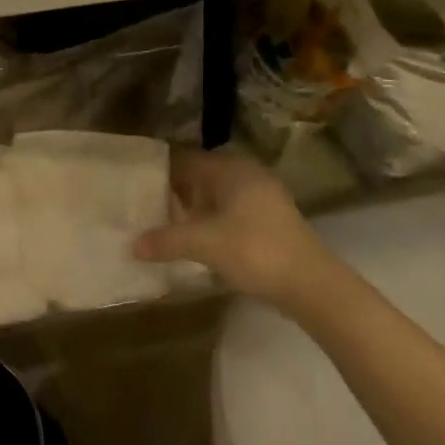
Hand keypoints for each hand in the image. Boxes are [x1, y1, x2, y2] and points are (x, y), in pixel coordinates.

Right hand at [132, 150, 328, 310]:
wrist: (312, 285)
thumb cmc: (255, 250)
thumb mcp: (205, 245)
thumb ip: (166, 241)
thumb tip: (132, 244)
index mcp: (230, 168)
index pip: (185, 159)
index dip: (160, 170)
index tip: (135, 183)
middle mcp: (246, 174)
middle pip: (201, 176)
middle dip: (175, 190)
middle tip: (145, 206)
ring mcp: (262, 197)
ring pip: (217, 195)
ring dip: (193, 208)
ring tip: (165, 225)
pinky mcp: (270, 220)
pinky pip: (230, 211)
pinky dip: (211, 221)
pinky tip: (197, 241)